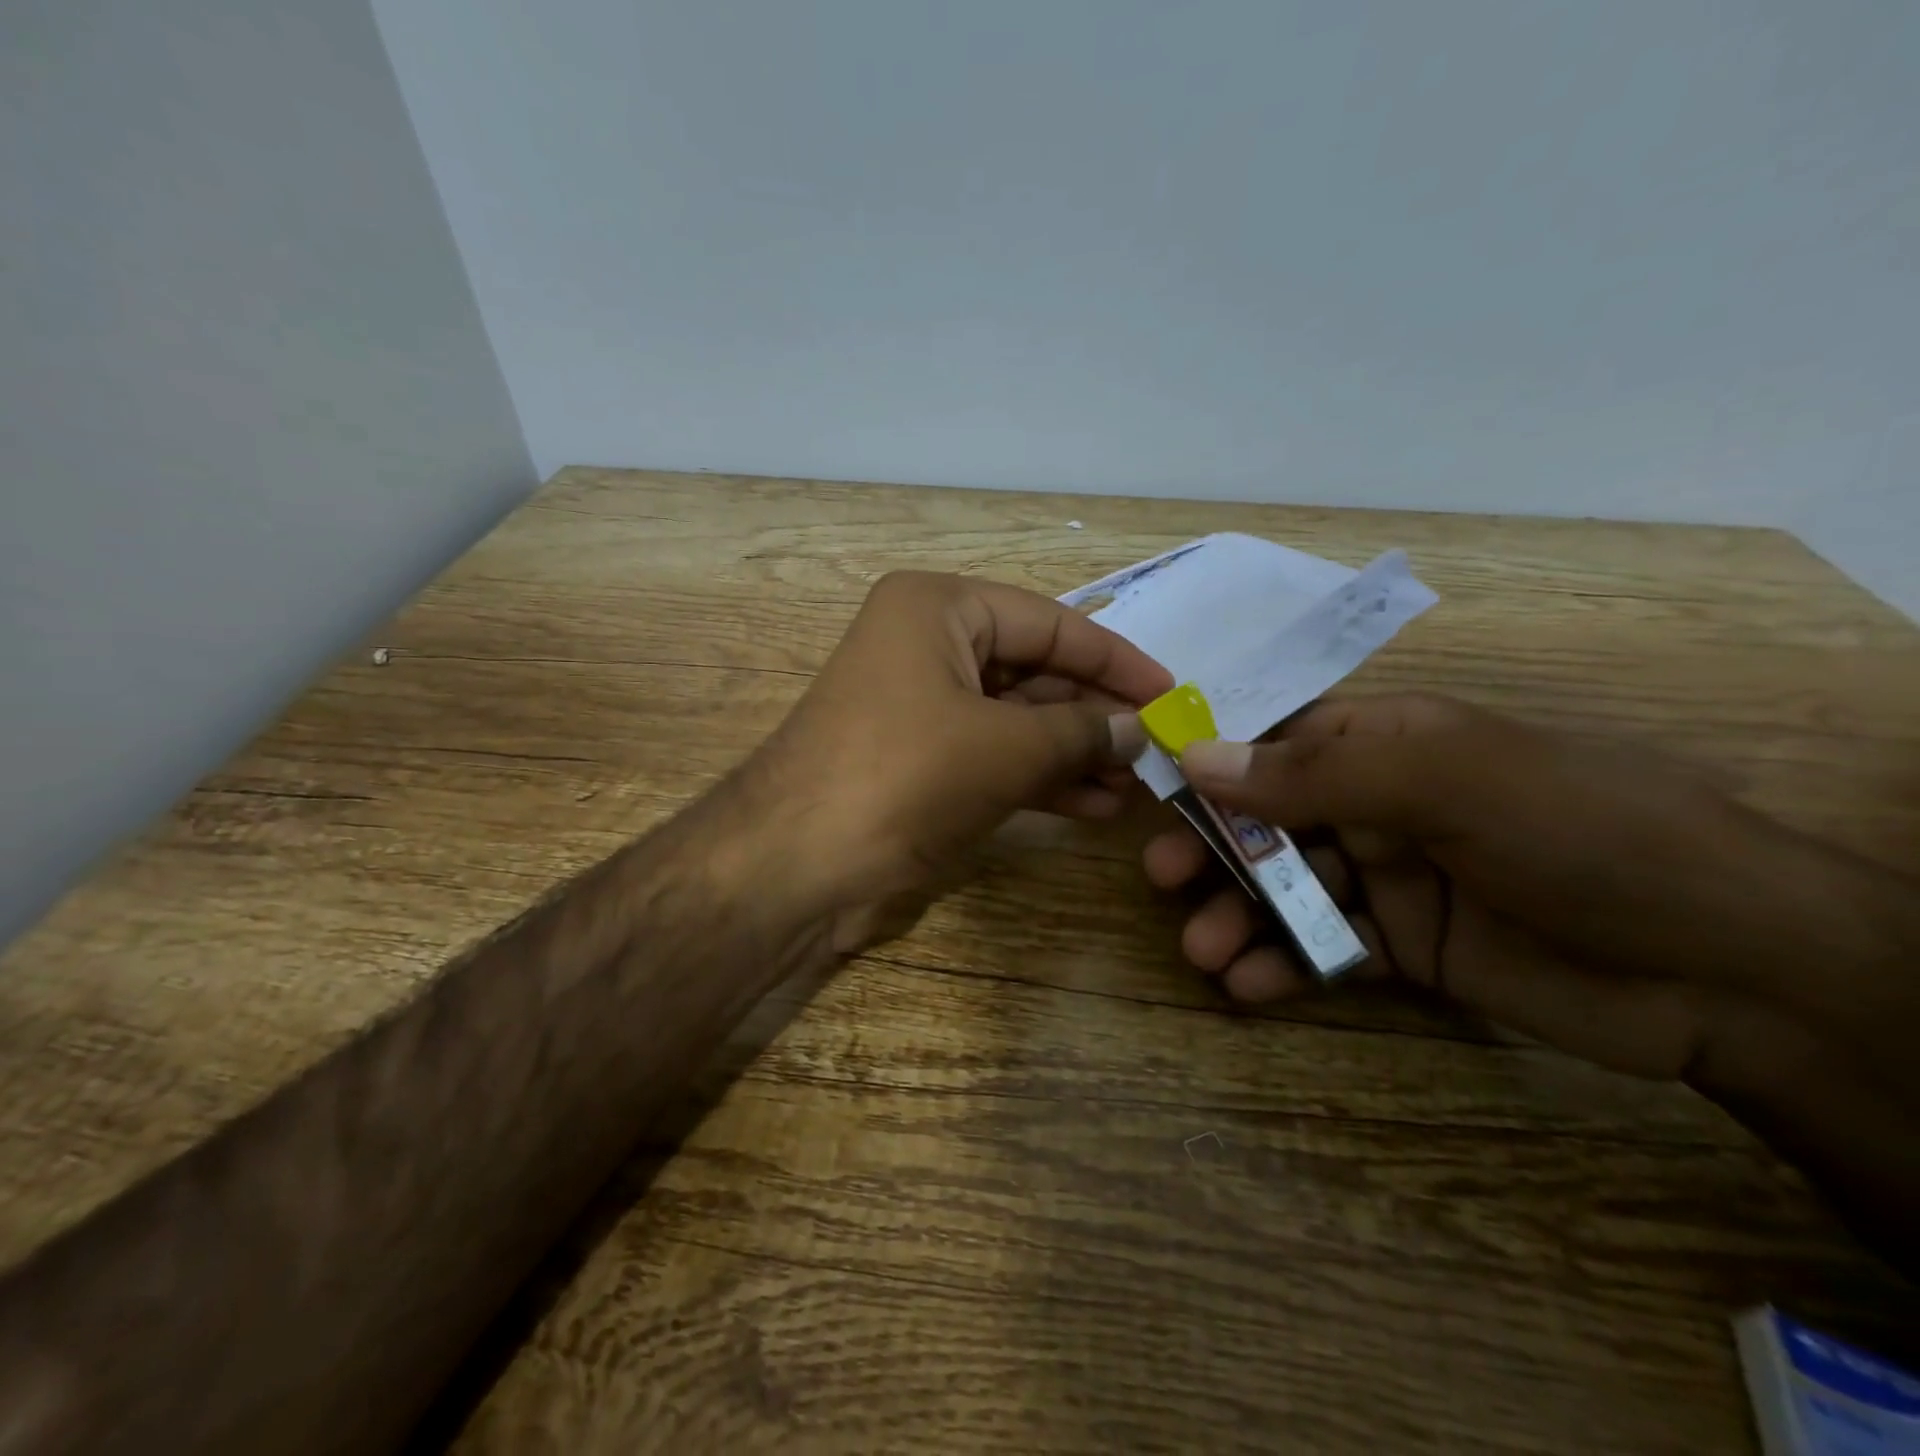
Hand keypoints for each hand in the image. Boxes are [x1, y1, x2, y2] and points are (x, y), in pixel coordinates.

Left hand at [741, 571, 1172, 948]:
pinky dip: (1040, 777)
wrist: (793, 864)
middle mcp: (926, 643)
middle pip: (1034, 669)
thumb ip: (1081, 731)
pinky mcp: (917, 759)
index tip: (1171, 691)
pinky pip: (992, 755)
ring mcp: (919, 704)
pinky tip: (1093, 804)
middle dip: (1095, 713)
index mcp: (938, 608)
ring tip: (1136, 784)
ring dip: (1074, 751)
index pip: (1050, 622)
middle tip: (1158, 748)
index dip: (1115, 659)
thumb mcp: (1006, 748)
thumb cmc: (904, 777)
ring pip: (1016, 718)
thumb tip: (1140, 729)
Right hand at [1145, 693, 1885, 1079]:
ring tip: (1202, 949)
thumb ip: (1316, 774)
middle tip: (1163, 878)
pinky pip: (1325, 948)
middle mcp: (1378, 803)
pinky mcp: (1406, 946)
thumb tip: (1198, 758)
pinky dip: (1283, 965)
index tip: (1154, 789)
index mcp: (1385, 742)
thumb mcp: (1445, 780)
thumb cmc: (1580, 833)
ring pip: (1288, 887)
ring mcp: (1391, 876)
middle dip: (1215, 847)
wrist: (1729, 968)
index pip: (1276, 740)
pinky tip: (1248, 984)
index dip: (1213, 760)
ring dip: (1239, 914)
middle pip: (1268, 817)